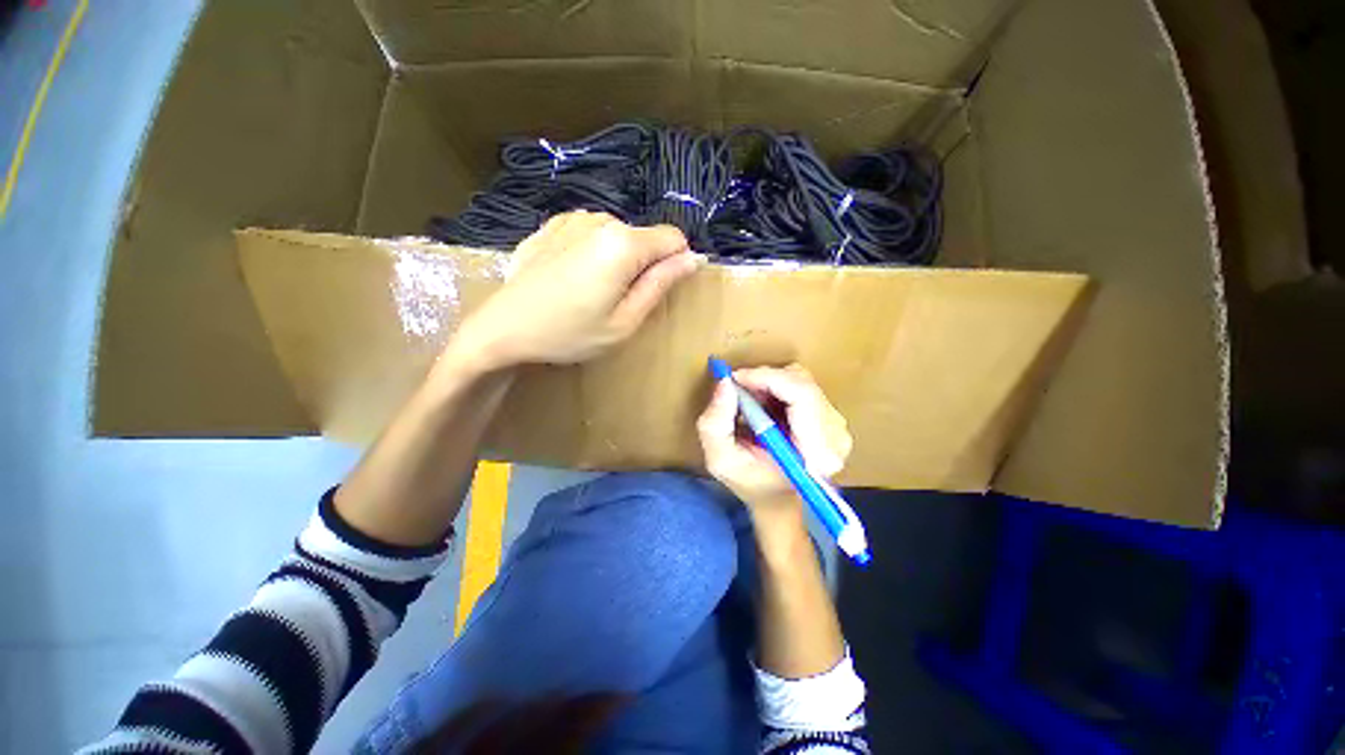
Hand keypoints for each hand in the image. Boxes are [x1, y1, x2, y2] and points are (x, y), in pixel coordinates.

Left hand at [453, 211, 697, 368]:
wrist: (502, 329)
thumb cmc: (569, 333)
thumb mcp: (625, 322)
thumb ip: (661, 285)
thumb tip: (693, 258)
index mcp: (623, 244)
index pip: (674, 238)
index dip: (675, 265)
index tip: (654, 292)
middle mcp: (600, 220)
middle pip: (644, 237)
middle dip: (643, 265)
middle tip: (617, 301)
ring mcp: (573, 219)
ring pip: (619, 234)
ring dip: (617, 259)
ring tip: (592, 291)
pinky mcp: (552, 225)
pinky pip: (591, 233)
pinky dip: (592, 252)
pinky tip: (571, 276)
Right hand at [696, 365, 852, 528]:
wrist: (775, 497)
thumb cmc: (750, 483)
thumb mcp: (720, 459)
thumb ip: (716, 422)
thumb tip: (726, 383)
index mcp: (816, 454)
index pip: (801, 395)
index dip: (767, 378)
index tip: (735, 378)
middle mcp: (835, 437)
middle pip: (802, 383)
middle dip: (764, 379)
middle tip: (738, 388)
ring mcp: (837, 425)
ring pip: (801, 379)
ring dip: (770, 383)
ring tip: (750, 402)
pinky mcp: (831, 416)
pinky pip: (803, 384)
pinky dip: (778, 386)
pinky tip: (764, 405)